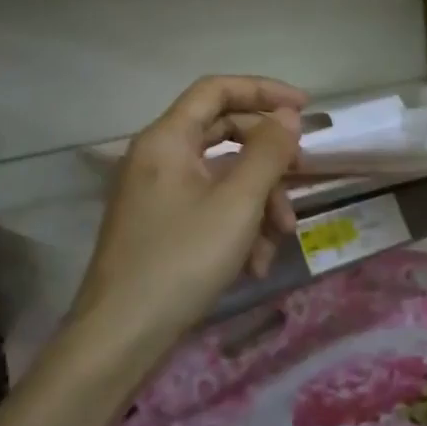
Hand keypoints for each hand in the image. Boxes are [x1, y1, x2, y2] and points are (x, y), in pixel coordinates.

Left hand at [69, 76, 307, 359]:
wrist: (121, 335)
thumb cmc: (182, 259)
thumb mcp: (237, 203)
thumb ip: (268, 153)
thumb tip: (288, 116)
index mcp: (167, 139)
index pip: (217, 89)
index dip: (264, 90)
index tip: (305, 108)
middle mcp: (157, 158)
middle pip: (223, 134)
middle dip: (268, 159)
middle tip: (302, 175)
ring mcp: (156, 194)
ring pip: (221, 177)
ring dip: (258, 202)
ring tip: (280, 239)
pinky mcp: (160, 226)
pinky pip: (207, 208)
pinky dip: (237, 226)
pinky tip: (254, 263)